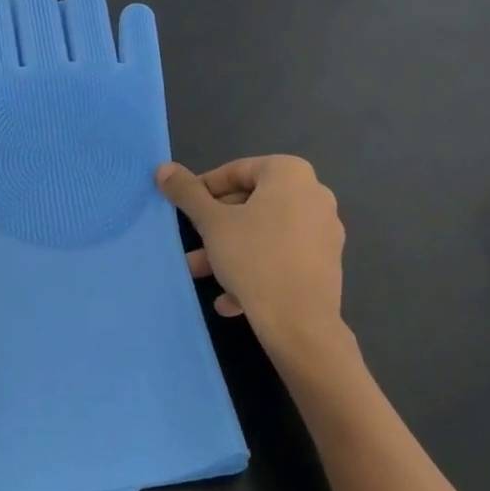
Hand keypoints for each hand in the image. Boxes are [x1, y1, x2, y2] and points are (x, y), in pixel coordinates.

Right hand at [157, 156, 345, 359]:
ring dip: (230, 250)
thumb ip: (186, 192)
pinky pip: (283, 256)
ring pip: (266, 233)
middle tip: (191, 241)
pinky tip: (230, 298)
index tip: (185, 209)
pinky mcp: (326, 263)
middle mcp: (314, 194)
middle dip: (216, 225)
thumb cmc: (254, 258)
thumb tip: (163, 168)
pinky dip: (256, 268)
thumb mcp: (211, 223)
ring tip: (200, 272)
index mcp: (291, 174)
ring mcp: (324, 230)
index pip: (237, 171)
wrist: (300, 322)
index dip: (205, 188)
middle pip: (252, 202)